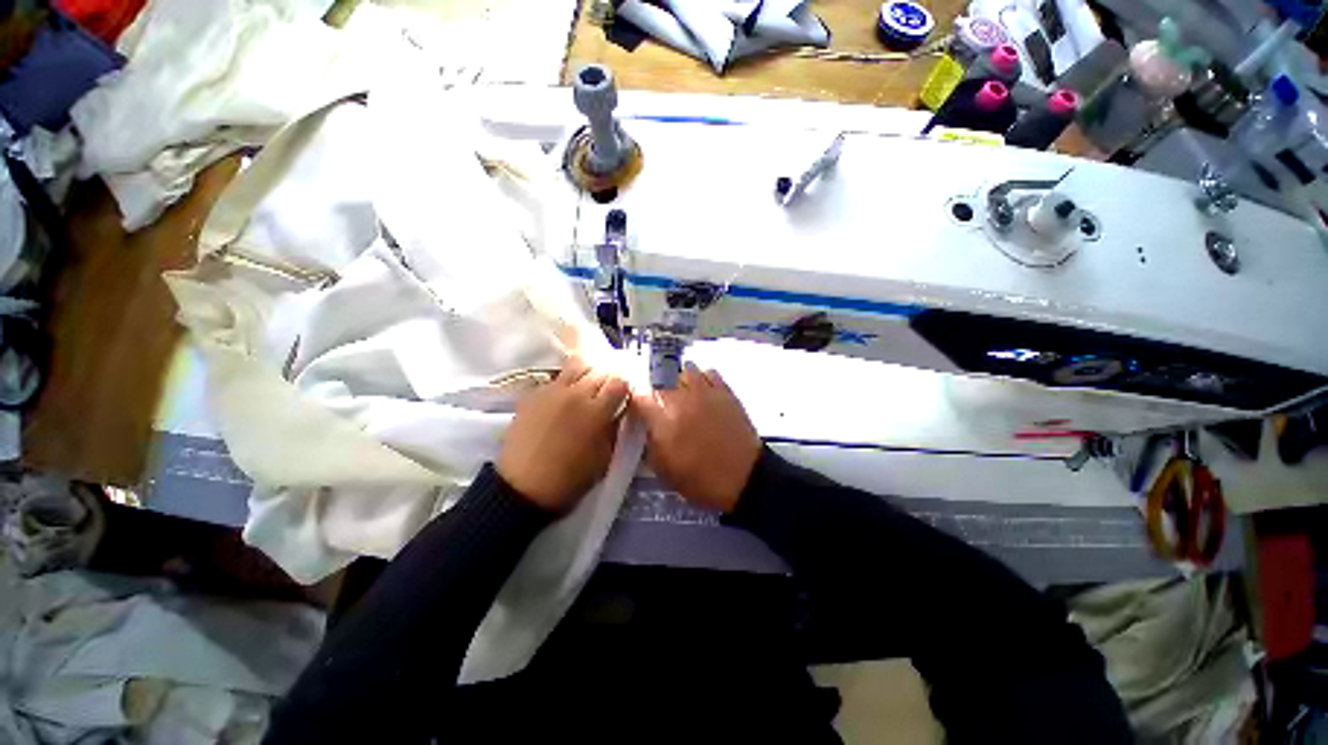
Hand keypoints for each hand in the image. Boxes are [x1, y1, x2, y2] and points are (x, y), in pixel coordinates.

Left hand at [498, 356, 628, 511]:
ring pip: (576, 365)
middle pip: (600, 370)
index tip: (623, 395)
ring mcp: (552, 391)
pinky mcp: (533, 394)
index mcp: (597, 411)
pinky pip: (555, 378)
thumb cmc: (571, 478)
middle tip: (607, 390)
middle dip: (608, 378)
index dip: (624, 386)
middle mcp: (577, 393)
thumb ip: (615, 428)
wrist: (523, 488)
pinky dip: (565, 382)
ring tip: (587, 385)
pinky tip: (563, 397)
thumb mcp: (605, 457)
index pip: (619, 382)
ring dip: (587, 372)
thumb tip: (620, 410)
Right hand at [631, 367, 760, 512]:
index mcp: (663, 418)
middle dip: (658, 395)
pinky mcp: (725, 391)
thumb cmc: (700, 479)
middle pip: (660, 382)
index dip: (636, 402)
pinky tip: (704, 394)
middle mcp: (681, 398)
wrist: (743, 479)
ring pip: (685, 372)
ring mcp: (705, 391)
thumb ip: (650, 442)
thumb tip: (647, 427)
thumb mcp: (663, 470)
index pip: (638, 396)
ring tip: (685, 397)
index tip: (638, 410)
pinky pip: (709, 373)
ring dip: (681, 383)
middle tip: (663, 410)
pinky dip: (703, 380)